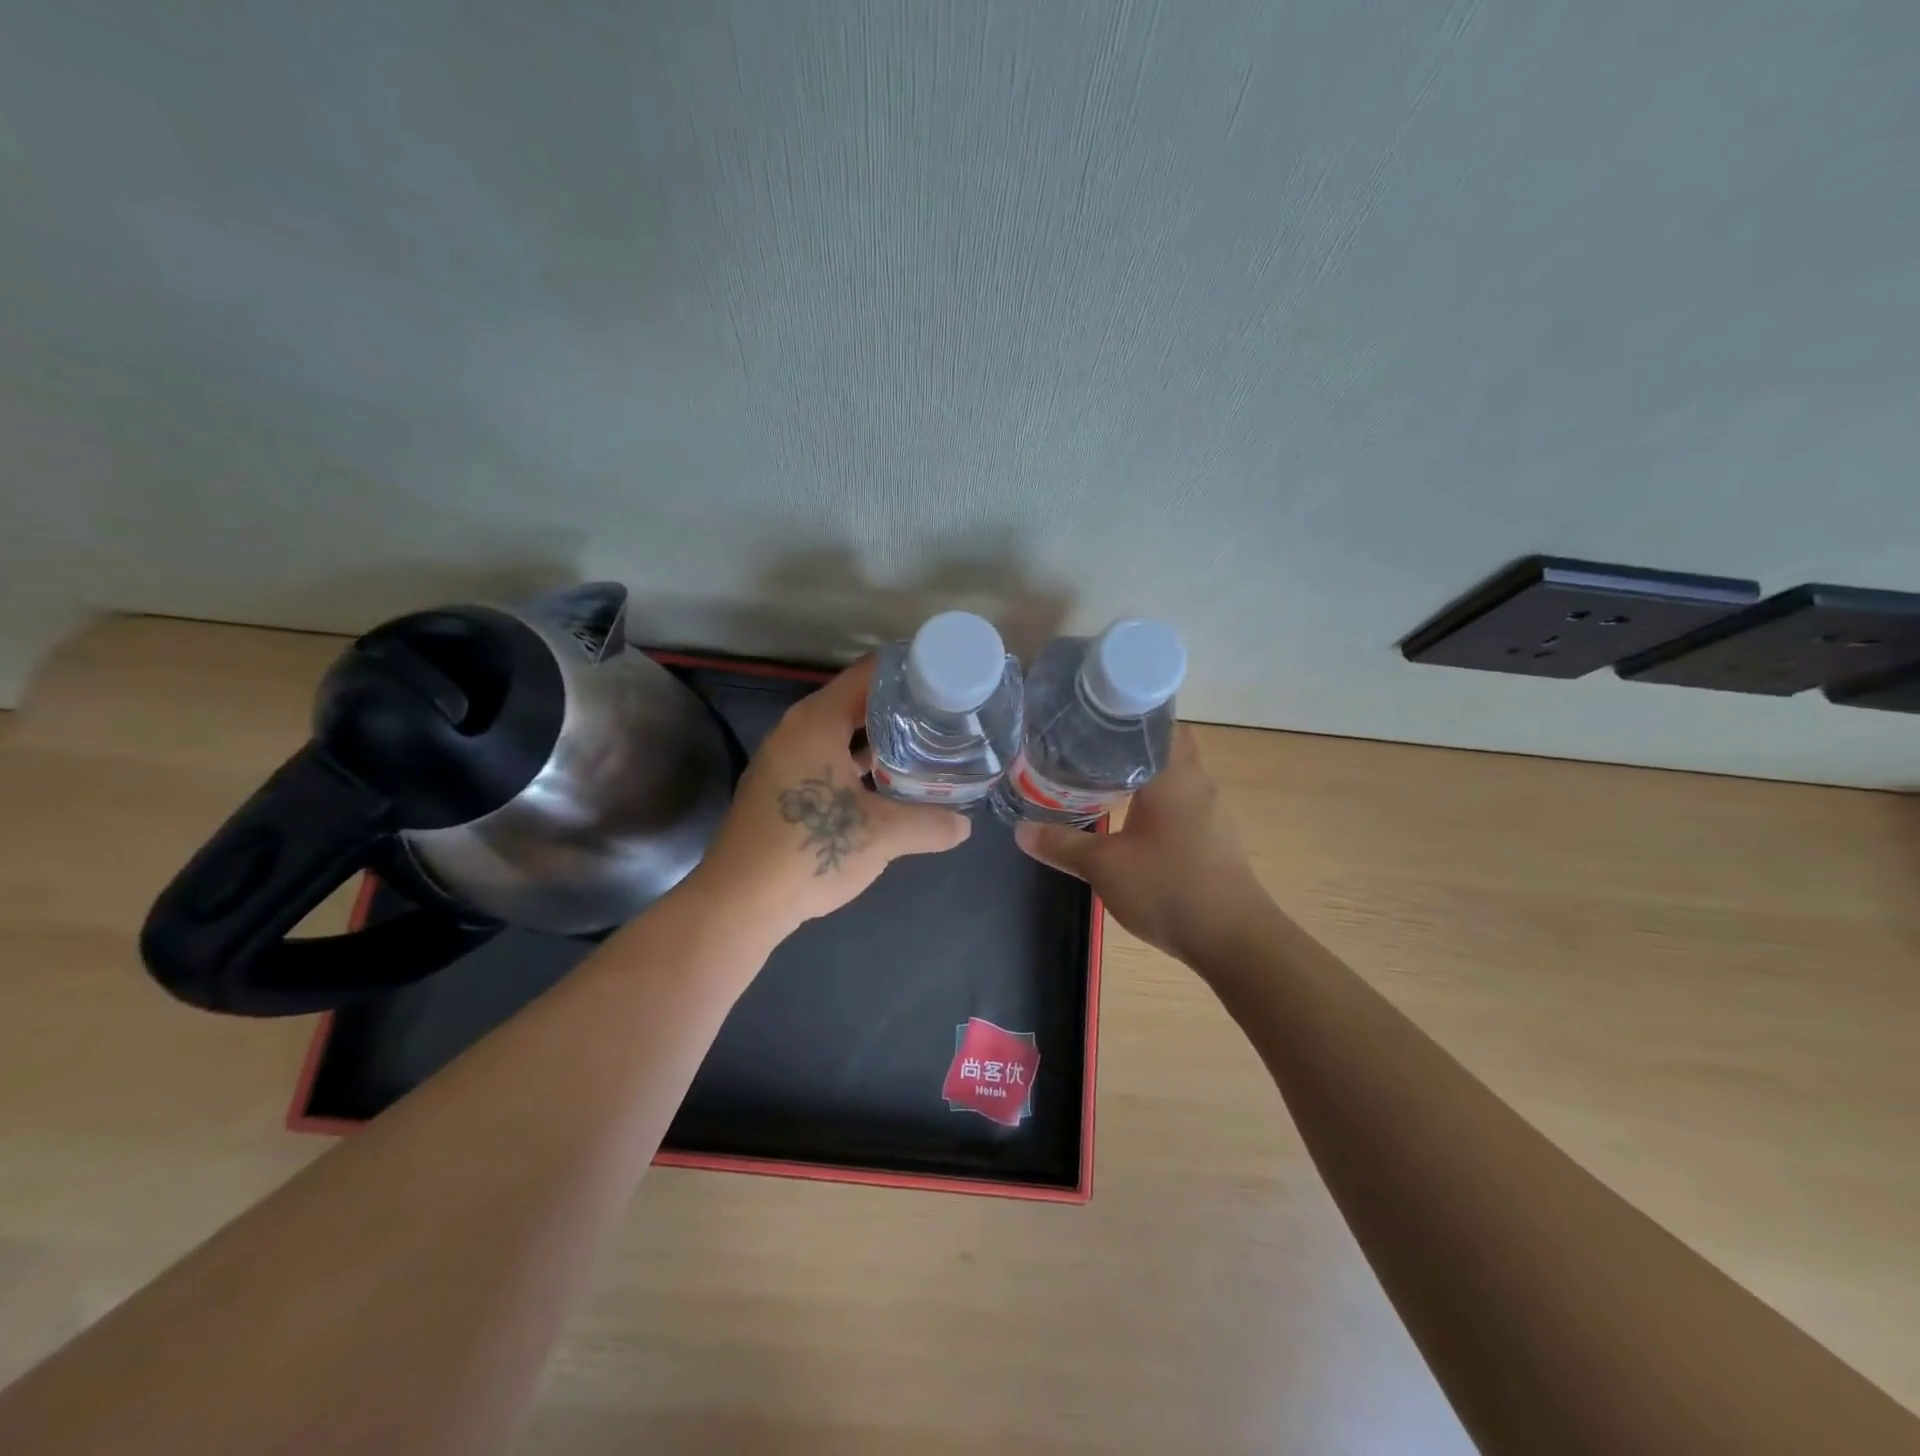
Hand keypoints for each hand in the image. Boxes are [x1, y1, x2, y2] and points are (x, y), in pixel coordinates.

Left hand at [691, 658, 971, 935]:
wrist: (739, 902)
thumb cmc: (809, 851)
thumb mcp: (881, 836)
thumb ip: (929, 824)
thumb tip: (965, 826)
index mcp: (816, 722)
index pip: (869, 674)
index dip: (910, 672)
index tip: (947, 680)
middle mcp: (796, 730)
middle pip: (857, 702)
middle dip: (901, 709)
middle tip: (946, 717)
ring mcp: (785, 759)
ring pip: (842, 734)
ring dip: (880, 740)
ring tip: (926, 746)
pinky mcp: (782, 788)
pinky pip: (828, 759)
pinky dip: (858, 764)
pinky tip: (889, 784)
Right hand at [1014, 726, 1267, 964]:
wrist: (1234, 940)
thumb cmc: (1169, 888)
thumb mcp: (1104, 867)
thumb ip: (1062, 844)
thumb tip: (1021, 830)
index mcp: (1174, 775)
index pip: (1155, 723)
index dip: (1123, 716)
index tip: (1088, 717)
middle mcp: (1197, 784)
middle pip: (1162, 747)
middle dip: (1125, 746)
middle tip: (1082, 747)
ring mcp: (1210, 812)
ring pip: (1171, 776)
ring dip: (1140, 774)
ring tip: (1096, 776)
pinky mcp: (1212, 838)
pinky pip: (1178, 802)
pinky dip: (1152, 800)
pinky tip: (1126, 816)